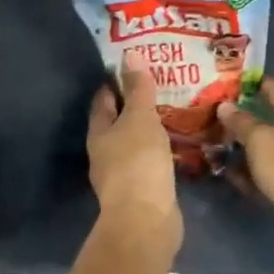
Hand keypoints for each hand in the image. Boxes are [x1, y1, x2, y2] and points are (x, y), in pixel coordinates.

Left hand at [86, 58, 179, 238]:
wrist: (145, 220)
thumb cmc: (138, 161)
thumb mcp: (140, 118)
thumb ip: (138, 88)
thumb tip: (129, 53)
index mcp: (99, 132)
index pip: (104, 99)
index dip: (116, 81)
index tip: (134, 65)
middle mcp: (105, 152)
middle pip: (117, 121)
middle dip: (134, 104)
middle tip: (158, 83)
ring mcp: (122, 173)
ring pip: (134, 141)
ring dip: (148, 127)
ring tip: (170, 109)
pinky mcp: (141, 189)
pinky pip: (149, 160)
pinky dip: (159, 148)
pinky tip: (175, 142)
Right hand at [219, 79, 273, 263]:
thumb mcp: (261, 139)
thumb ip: (241, 122)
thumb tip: (225, 105)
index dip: (255, 82)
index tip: (229, 79)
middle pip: (270, 120)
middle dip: (243, 117)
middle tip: (213, 113)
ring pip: (266, 149)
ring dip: (243, 147)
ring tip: (213, 142)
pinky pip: (266, 175)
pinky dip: (249, 173)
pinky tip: (227, 173)